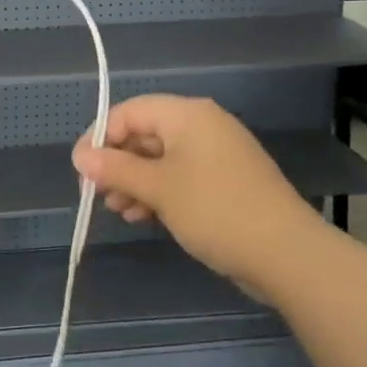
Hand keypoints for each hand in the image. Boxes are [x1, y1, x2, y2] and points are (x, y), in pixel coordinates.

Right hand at [70, 95, 323, 291]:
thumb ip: (115, 169)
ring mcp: (216, 153)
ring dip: (135, 181)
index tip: (81, 171)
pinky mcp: (225, 180)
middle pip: (145, 134)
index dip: (100, 137)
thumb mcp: (158, 188)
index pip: (129, 112)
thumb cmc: (215, 210)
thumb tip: (80, 155)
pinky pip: (180, 175)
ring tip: (119, 211)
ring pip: (161, 158)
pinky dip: (159, 191)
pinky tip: (144, 216)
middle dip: (117, 163)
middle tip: (97, 195)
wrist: (286, 254)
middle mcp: (202, 125)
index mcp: (187, 114)